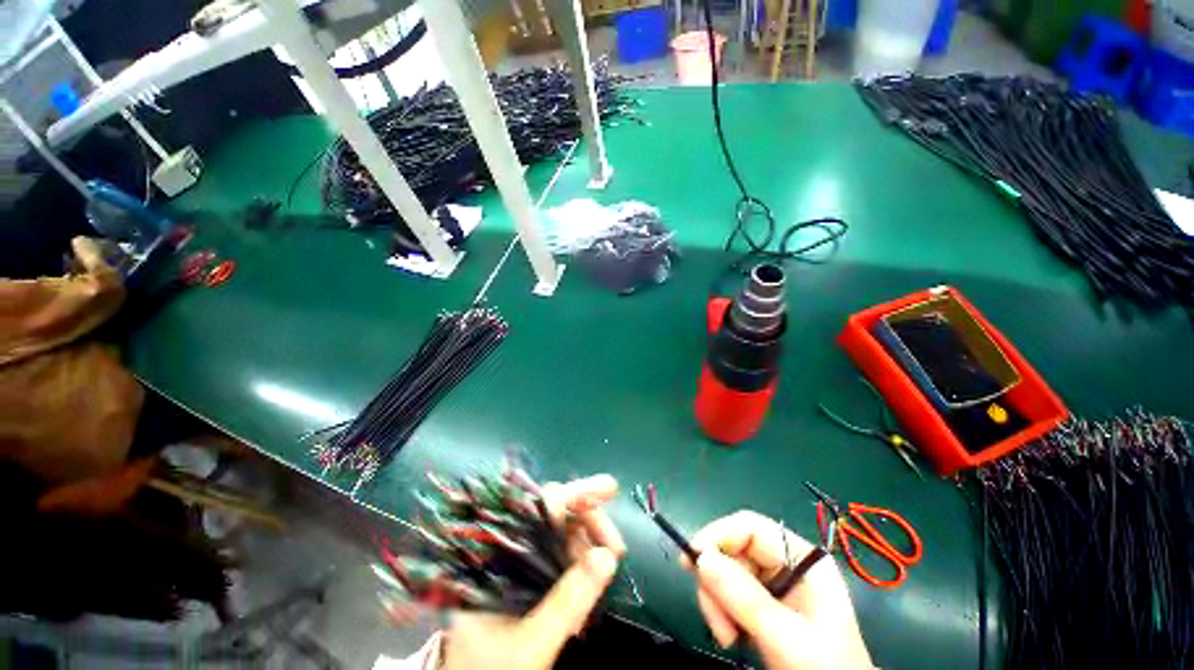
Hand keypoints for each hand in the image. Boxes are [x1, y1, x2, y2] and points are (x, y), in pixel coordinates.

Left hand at [442, 475, 625, 669]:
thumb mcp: (530, 642)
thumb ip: (567, 601)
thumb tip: (607, 556)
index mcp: (499, 552)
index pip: (542, 506)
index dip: (577, 491)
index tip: (610, 488)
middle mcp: (511, 548)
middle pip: (558, 515)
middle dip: (592, 524)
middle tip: (617, 550)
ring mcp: (521, 562)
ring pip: (564, 535)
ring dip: (590, 549)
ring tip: (605, 578)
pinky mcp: (530, 578)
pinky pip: (562, 558)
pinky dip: (582, 568)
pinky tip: (591, 589)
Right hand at [682, 511, 872, 669]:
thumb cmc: (822, 669)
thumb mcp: (786, 636)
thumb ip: (745, 598)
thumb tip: (701, 557)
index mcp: (802, 559)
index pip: (751, 527)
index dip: (719, 534)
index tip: (693, 557)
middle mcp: (785, 565)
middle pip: (734, 550)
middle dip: (717, 581)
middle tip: (714, 617)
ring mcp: (774, 585)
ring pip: (726, 572)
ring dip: (717, 602)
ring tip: (726, 636)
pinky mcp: (763, 604)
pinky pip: (729, 594)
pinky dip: (721, 612)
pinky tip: (731, 636)